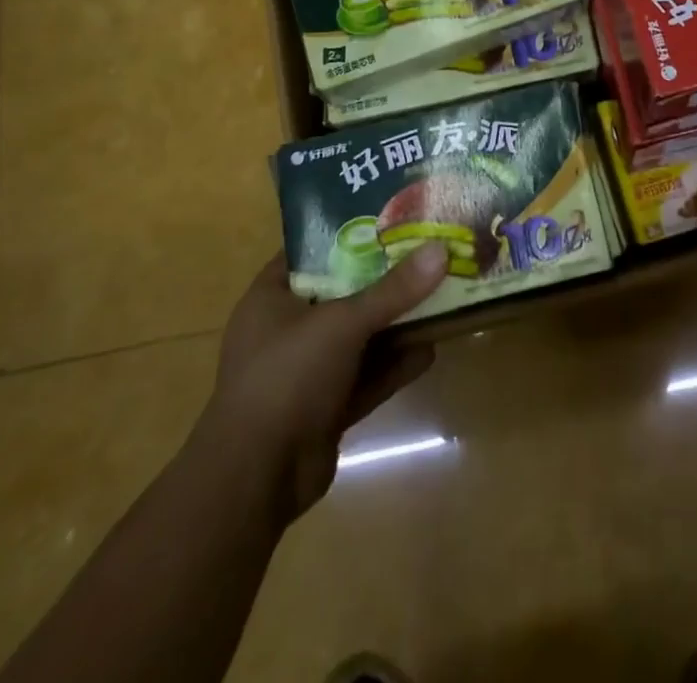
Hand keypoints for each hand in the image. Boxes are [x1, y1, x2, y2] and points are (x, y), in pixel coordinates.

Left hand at [197, 244, 448, 520]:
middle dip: (384, 278)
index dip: (349, 231)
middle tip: (426, 251)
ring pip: (359, 337)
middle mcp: (287, 329)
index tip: (392, 217)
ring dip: (395, 322)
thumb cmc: (286, 378)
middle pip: (343, 292)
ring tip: (439, 295)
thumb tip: (440, 250)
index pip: (311, 250)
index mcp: (272, 297)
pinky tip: (431, 349)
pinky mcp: (326, 407)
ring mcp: (306, 371)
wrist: (256, 480)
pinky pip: (366, 376)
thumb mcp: (342, 323)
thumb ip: (393, 290)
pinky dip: (395, 364)